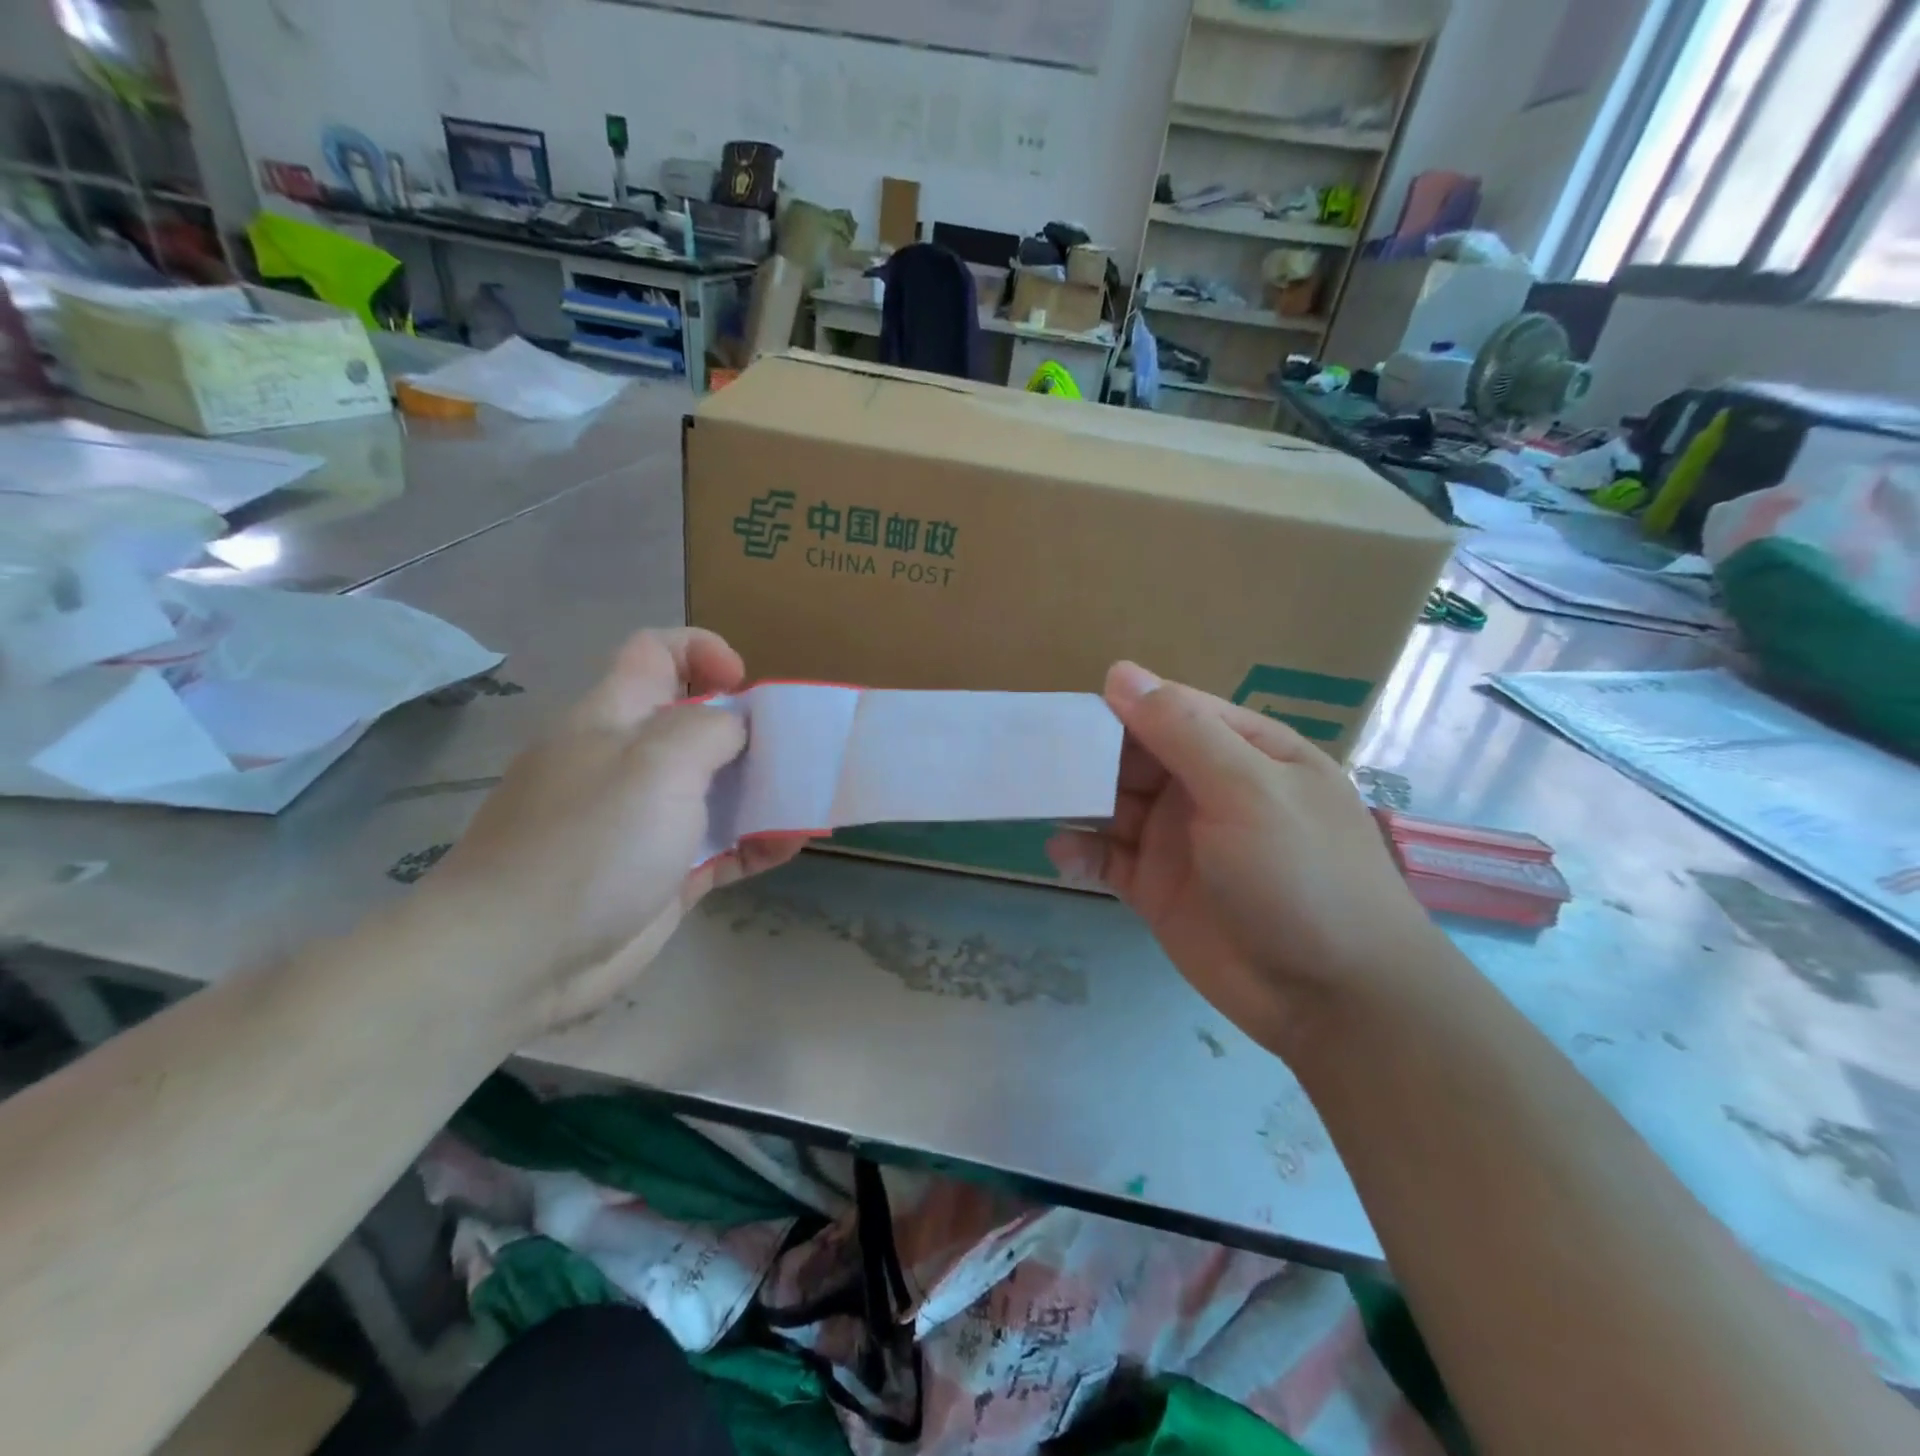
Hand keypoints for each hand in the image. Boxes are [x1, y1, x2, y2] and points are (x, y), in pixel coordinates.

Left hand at [424, 629, 807, 1033]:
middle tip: (791, 753)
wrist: (517, 959)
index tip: (744, 685)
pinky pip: (720, 846)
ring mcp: (646, 823)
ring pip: (714, 790)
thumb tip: (739, 726)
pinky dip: (755, 842)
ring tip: (805, 801)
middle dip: (750, 730)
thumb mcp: (656, 764)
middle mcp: (629, 764)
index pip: (655, 652)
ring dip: (762, 791)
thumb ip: (710, 729)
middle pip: (696, 724)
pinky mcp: (663, 875)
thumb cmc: (590, 843)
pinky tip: (789, 845)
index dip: (703, 652)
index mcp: (613, 718)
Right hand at [1047, 663, 1439, 1050]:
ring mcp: (1179, 840)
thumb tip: (1119, 672)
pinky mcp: (1156, 888)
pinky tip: (1062, 854)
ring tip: (1034, 801)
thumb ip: (1181, 731)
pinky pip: (1108, 859)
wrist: (1334, 1000)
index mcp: (1242, 751)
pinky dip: (1082, 853)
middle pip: (1133, 756)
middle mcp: (1207, 788)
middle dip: (1088, 756)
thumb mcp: (1248, 790)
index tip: (1062, 714)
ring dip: (1077, 802)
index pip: (1168, 710)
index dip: (1117, 708)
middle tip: (1033, 761)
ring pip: (1113, 805)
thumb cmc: (1302, 876)